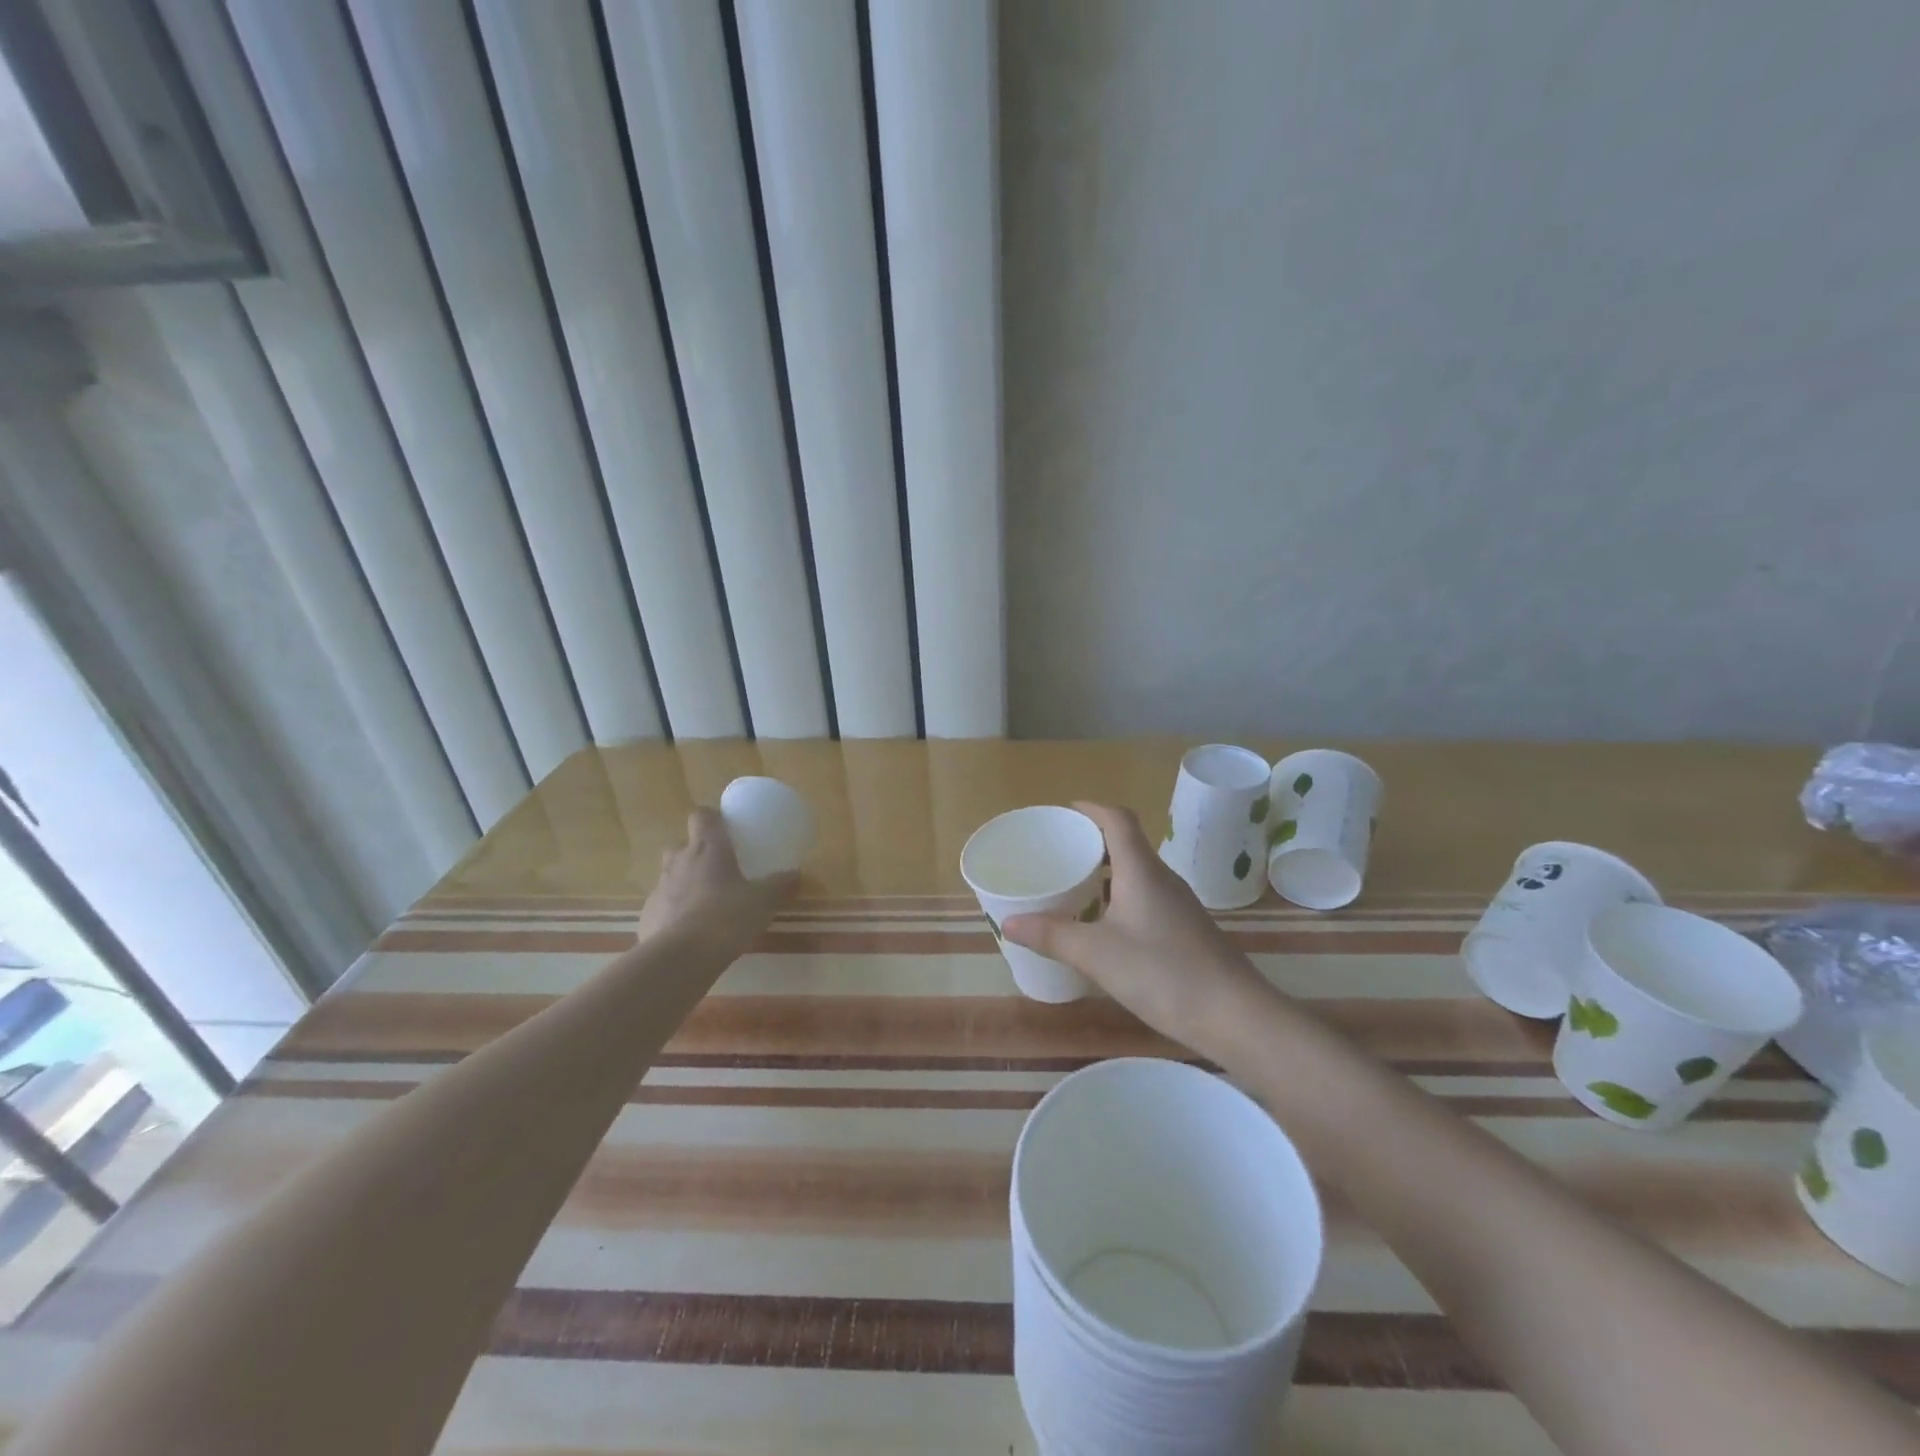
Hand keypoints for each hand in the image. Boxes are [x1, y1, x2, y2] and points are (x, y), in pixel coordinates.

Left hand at [636, 808, 797, 959]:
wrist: (679, 958)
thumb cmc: (725, 917)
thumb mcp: (763, 901)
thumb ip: (780, 886)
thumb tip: (796, 875)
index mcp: (707, 848)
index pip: (702, 815)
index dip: (711, 818)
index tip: (724, 828)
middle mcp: (678, 862)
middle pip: (682, 845)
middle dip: (696, 852)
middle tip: (718, 868)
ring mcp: (659, 889)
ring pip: (671, 877)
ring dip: (685, 884)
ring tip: (706, 904)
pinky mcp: (647, 917)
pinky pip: (663, 907)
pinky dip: (674, 914)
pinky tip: (690, 932)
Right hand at [1002, 802, 1274, 1052]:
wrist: (1235, 1016)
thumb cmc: (1163, 972)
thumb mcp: (1097, 954)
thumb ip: (1052, 935)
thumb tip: (1009, 923)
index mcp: (1142, 870)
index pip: (1118, 820)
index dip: (1092, 809)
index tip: (1066, 812)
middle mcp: (1162, 879)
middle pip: (1127, 844)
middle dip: (1092, 843)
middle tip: (1058, 853)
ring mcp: (1178, 906)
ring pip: (1137, 875)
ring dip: (1106, 875)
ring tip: (1073, 889)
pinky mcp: (1186, 931)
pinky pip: (1146, 900)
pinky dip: (1120, 901)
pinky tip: (1104, 929)